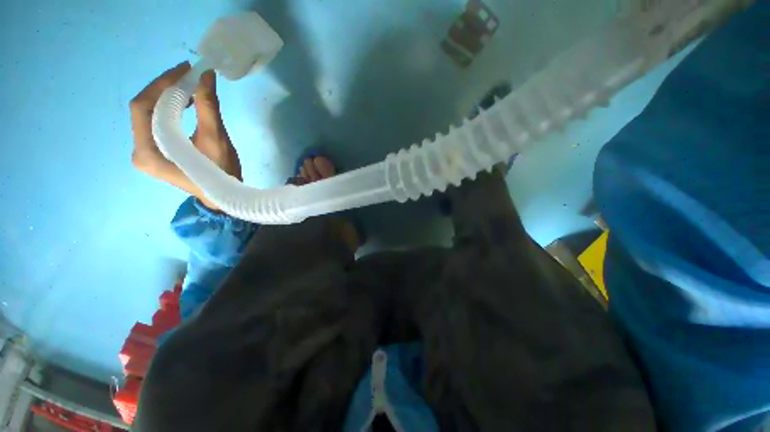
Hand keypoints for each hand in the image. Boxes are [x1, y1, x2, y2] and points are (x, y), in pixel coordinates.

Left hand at [130, 62, 241, 209]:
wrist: (222, 197)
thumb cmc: (221, 173)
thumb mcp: (216, 141)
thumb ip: (208, 107)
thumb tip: (206, 75)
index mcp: (148, 151)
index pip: (143, 107)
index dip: (162, 84)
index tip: (185, 70)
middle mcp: (138, 150)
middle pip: (142, 109)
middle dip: (164, 87)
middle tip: (187, 75)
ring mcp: (144, 151)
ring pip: (148, 114)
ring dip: (167, 97)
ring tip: (189, 87)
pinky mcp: (152, 151)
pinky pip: (154, 123)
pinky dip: (169, 109)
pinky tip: (184, 103)